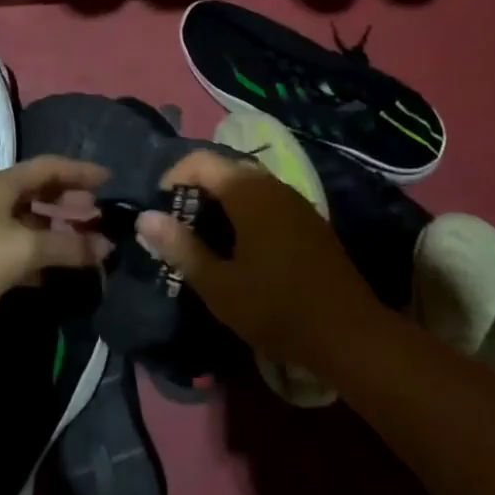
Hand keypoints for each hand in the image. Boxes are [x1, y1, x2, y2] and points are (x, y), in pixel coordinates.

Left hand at [0, 156, 110, 332]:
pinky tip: (52, 272)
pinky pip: (17, 245)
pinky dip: (38, 253)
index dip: (81, 171)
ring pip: (29, 220)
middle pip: (40, 191)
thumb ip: (68, 247)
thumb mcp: (25, 249)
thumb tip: (107, 246)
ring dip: (56, 229)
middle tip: (98, 211)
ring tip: (83, 242)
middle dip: (71, 199)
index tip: (110, 179)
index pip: (51, 166)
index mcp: (6, 184)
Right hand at [134, 149, 378, 371]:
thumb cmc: (277, 308)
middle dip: (195, 188)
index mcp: (249, 193)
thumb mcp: (219, 285)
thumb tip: (145, 217)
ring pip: (248, 184)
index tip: (158, 208)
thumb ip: (180, 247)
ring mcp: (296, 201)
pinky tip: (239, 245)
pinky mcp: (309, 220)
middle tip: (177, 223)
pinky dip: (244, 210)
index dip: (173, 176)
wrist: (349, 334)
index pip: (201, 160)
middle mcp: (273, 186)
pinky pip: (267, 200)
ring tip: (202, 235)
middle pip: (225, 168)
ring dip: (220, 200)